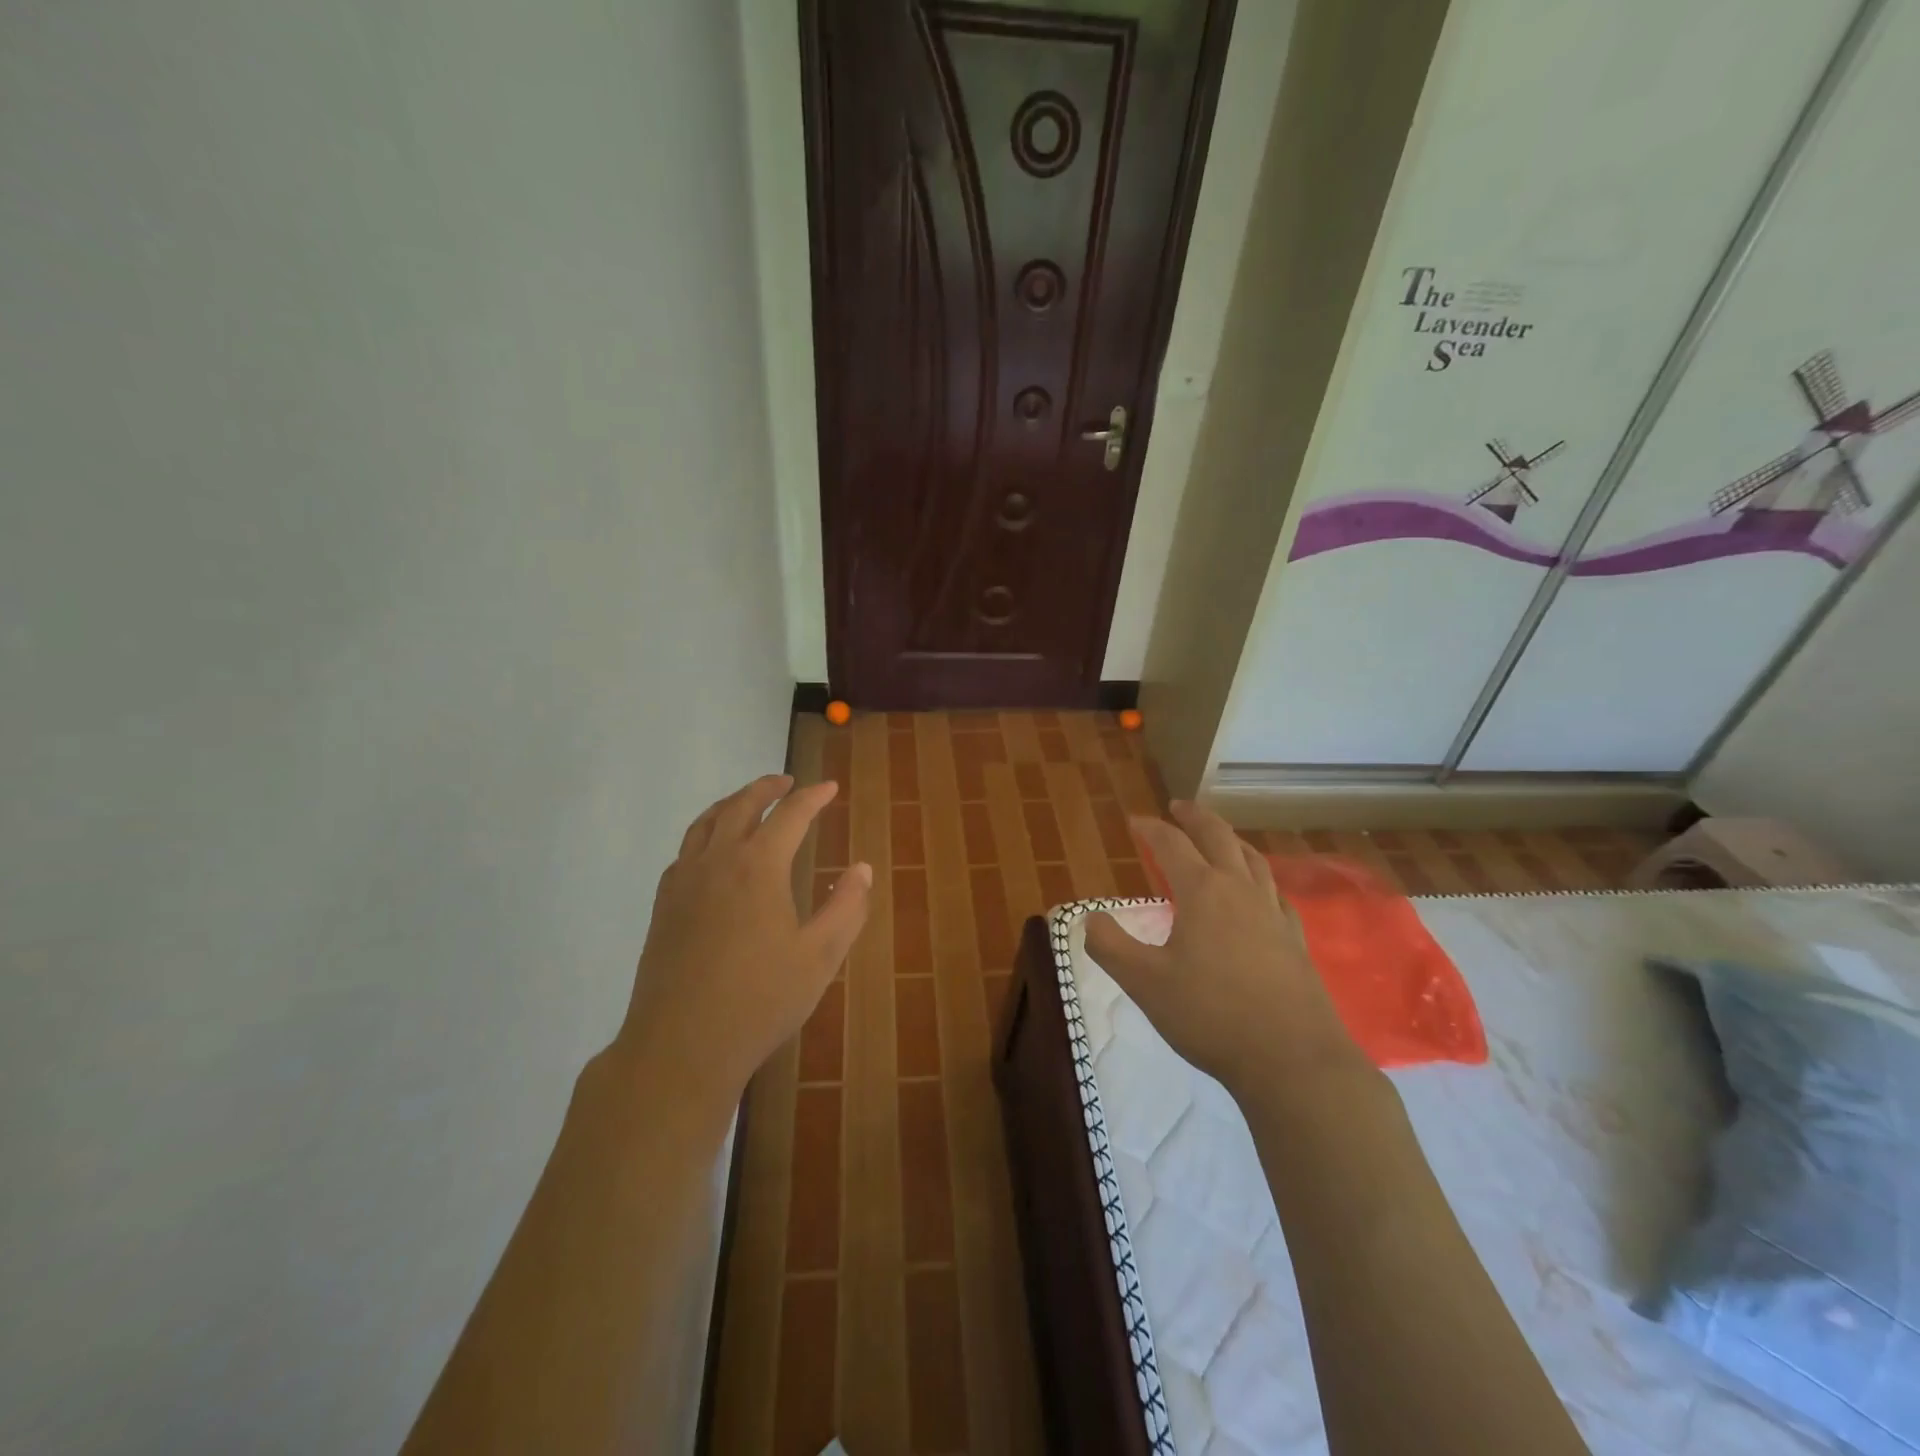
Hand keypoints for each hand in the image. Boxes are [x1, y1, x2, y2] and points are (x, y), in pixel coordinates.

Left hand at [613, 774, 871, 1106]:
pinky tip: (712, 851)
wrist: (680, 1046)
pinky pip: (685, 851)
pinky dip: (704, 833)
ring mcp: (683, 882)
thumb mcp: (820, 956)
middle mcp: (717, 861)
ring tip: (748, 802)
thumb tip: (862, 868)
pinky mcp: (663, 906)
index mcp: (759, 866)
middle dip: (767, 788)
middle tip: (787, 782)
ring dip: (731, 803)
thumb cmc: (760, 1001)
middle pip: (742, 806)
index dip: (813, 797)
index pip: (790, 815)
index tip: (829, 788)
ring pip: (706, 823)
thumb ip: (847, 907)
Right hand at [1084, 801, 1364, 1098]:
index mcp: (1203, 892)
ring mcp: (1274, 913)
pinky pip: (1275, 891)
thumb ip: (1111, 946)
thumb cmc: (1210, 1015)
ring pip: (1253, 859)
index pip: (1172, 845)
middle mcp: (1241, 890)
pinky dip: (1259, 876)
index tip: (1134, 821)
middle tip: (1179, 807)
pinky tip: (1259, 892)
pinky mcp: (1295, 939)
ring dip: (1230, 840)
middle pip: (1219, 837)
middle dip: (1195, 818)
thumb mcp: (1145, 983)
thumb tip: (1088, 918)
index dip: (1151, 829)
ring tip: (1219, 839)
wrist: (1291, 1060)